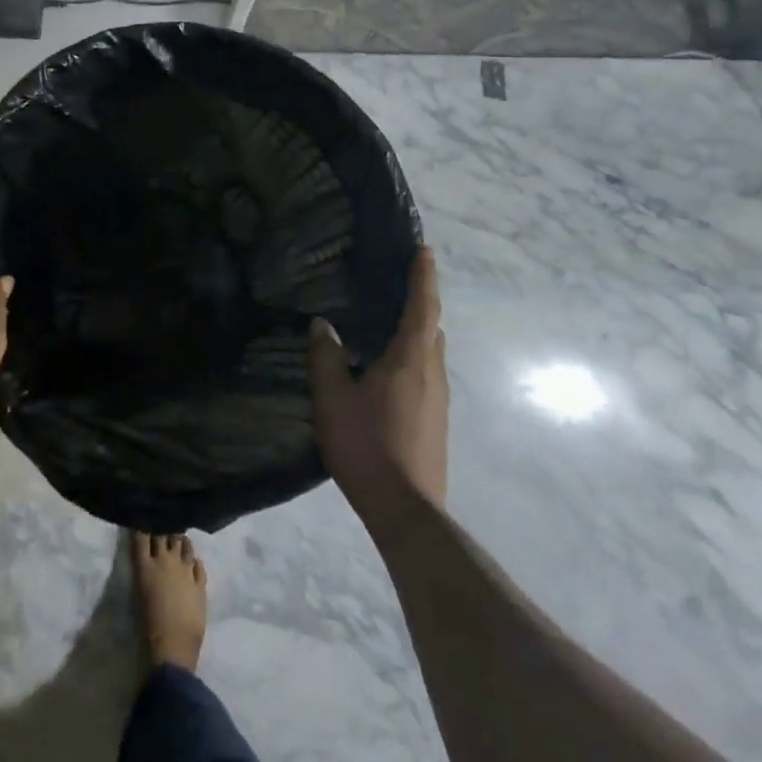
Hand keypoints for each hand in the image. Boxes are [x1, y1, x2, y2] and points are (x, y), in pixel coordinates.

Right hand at [308, 247, 447, 527]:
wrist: (407, 512)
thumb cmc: (368, 445)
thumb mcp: (333, 398)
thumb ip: (326, 356)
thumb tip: (322, 324)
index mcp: (411, 358)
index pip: (422, 306)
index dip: (423, 276)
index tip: (425, 250)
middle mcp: (432, 372)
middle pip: (431, 327)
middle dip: (420, 301)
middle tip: (398, 282)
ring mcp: (439, 399)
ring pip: (430, 352)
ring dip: (417, 330)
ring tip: (389, 321)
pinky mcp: (436, 421)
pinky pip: (427, 372)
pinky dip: (413, 356)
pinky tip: (389, 368)